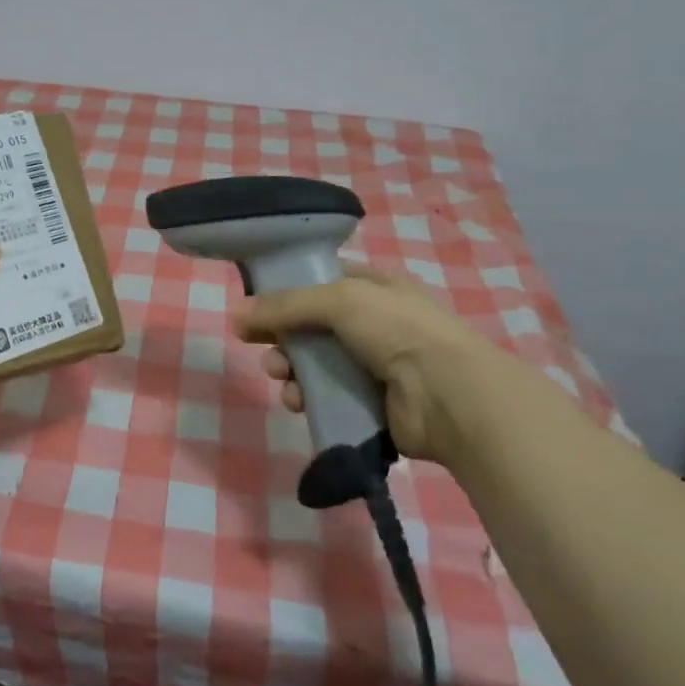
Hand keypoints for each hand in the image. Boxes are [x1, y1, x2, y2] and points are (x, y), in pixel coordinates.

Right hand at [233, 264, 492, 462]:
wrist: (449, 395)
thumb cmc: (397, 330)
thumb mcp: (338, 300)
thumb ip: (285, 305)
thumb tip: (235, 315)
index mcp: (376, 288)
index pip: (324, 281)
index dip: (289, 289)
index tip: (256, 302)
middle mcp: (376, 324)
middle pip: (313, 326)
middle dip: (282, 335)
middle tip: (257, 344)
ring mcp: (375, 366)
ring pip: (316, 364)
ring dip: (290, 368)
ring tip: (279, 376)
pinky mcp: (372, 404)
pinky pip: (327, 397)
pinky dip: (308, 398)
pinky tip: (298, 402)